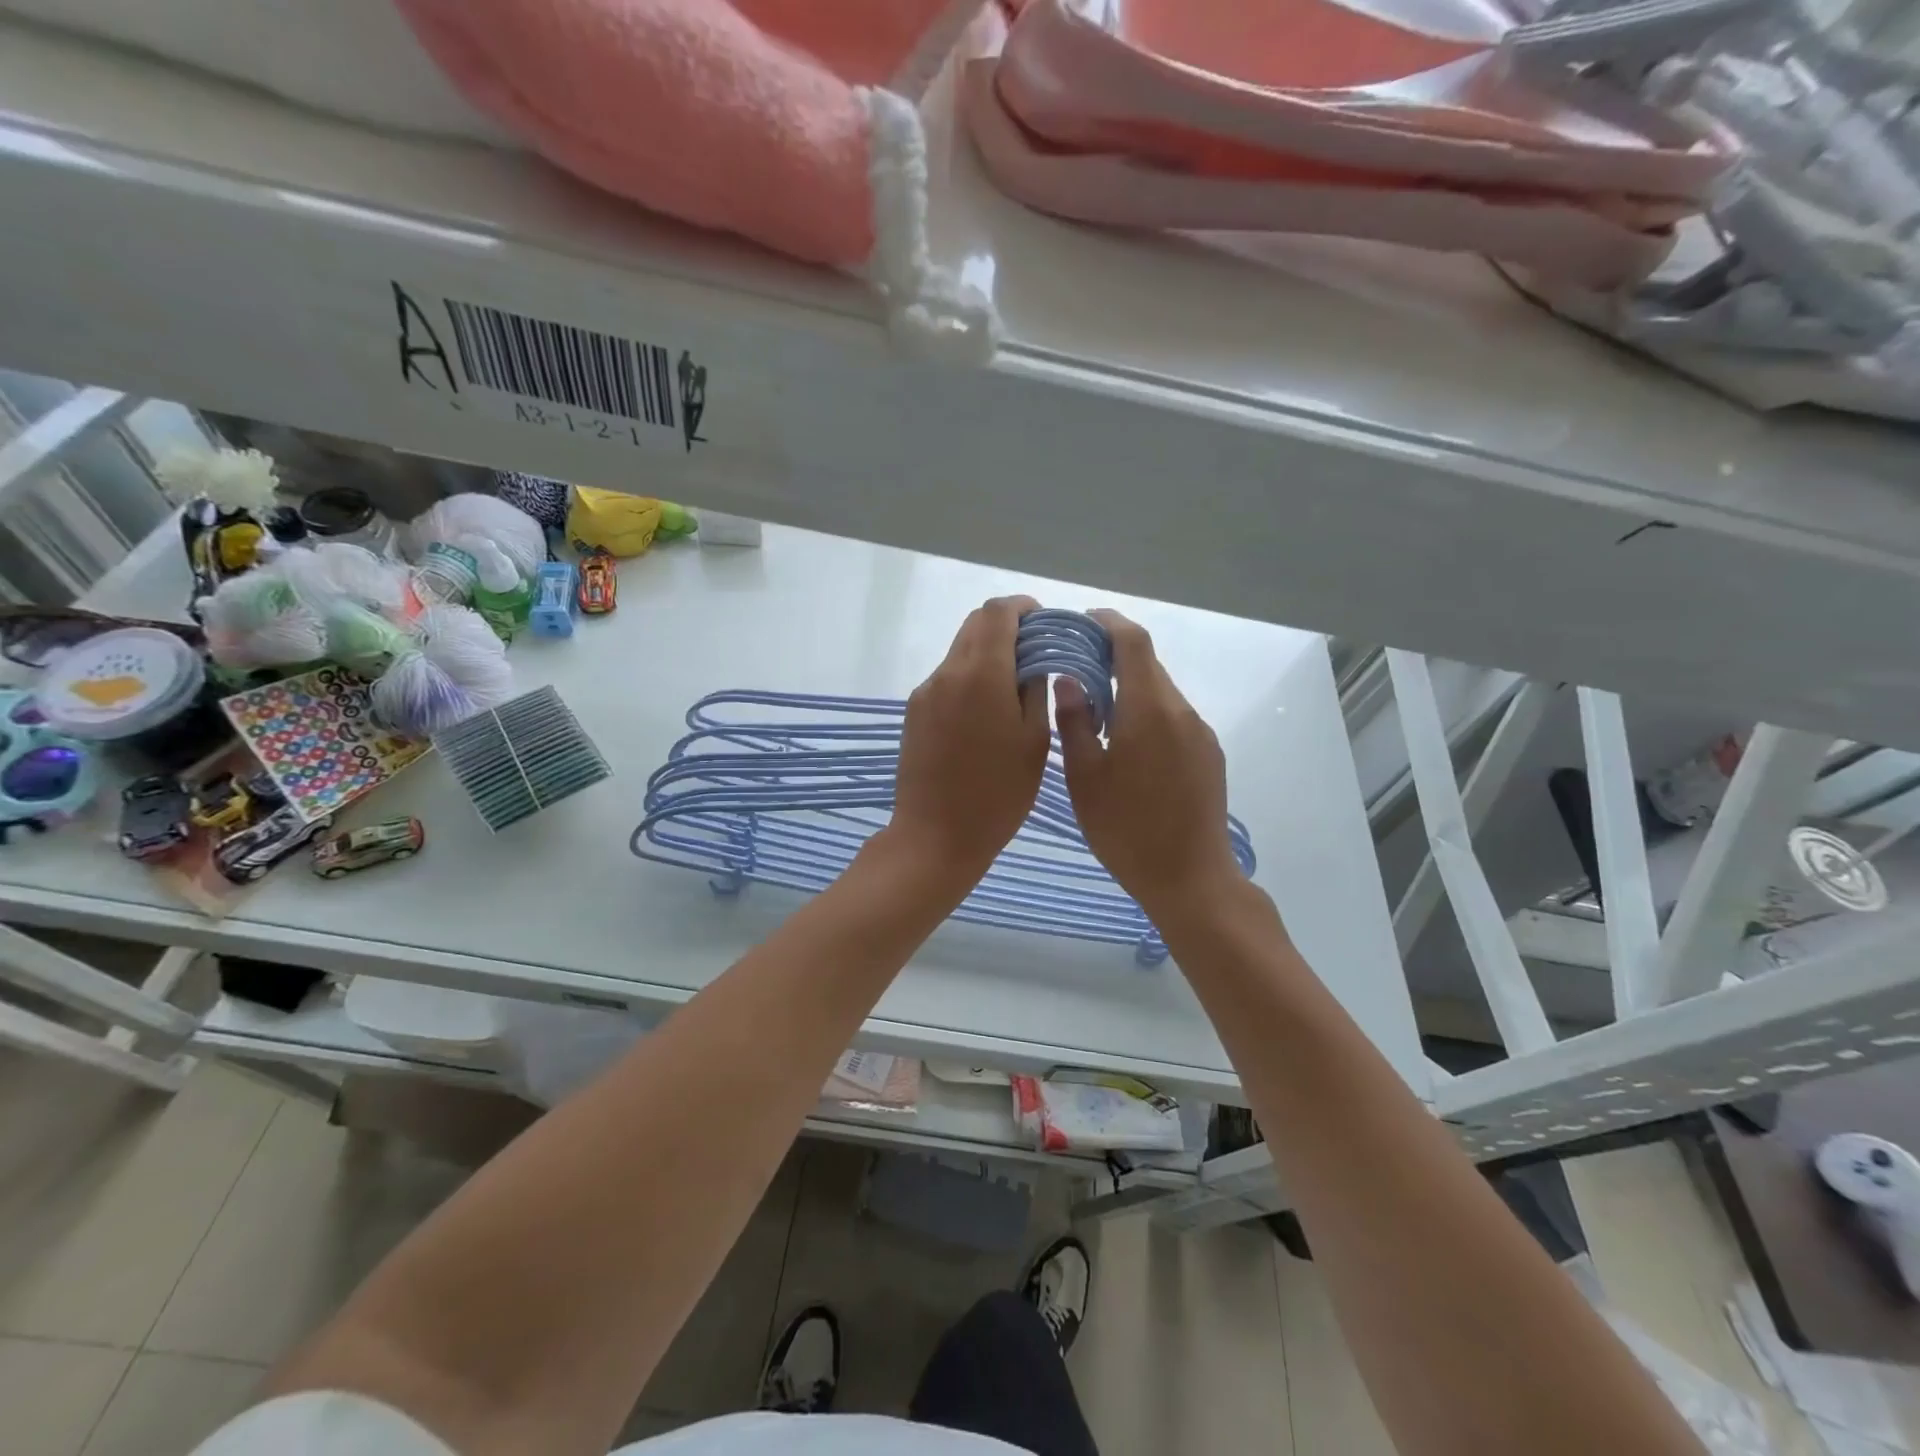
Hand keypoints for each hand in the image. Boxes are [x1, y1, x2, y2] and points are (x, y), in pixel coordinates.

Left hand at [887, 596, 1049, 888]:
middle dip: (1006, 627)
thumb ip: (1035, 690)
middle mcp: (947, 673)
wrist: (936, 835)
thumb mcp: (1034, 741)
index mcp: (981, 674)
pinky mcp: (914, 712)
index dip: (1023, 608)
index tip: (1043, 623)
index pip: (997, 613)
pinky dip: (970, 677)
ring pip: (959, 652)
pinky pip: (946, 679)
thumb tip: (1033, 662)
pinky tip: (985, 712)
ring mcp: (926, 692)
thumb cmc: (998, 794)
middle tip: (1034, 653)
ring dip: (987, 653)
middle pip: (975, 625)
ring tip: (1013, 688)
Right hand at [1055, 609, 1241, 919]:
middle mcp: (1181, 711)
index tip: (1084, 620)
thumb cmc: (1126, 830)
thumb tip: (1069, 680)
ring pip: (1161, 693)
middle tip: (1077, 668)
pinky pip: (1174, 717)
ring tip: (1097, 709)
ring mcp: (1200, 734)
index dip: (1109, 623)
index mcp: (1149, 710)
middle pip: (1149, 666)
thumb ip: (1075, 722)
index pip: (1133, 643)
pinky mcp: (1209, 754)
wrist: (1190, 878)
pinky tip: (1127, 742)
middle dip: (1114, 657)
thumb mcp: (1085, 778)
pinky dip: (1148, 712)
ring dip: (1131, 688)